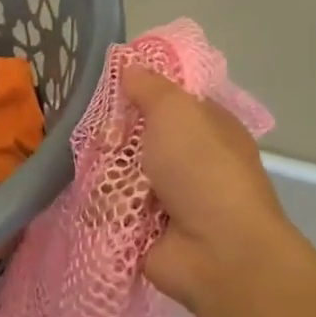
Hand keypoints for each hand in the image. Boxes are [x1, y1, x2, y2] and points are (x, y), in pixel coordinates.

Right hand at [123, 65, 296, 312]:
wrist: (217, 251)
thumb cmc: (203, 170)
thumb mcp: (177, 112)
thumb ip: (150, 86)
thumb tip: (130, 65)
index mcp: (206, 127)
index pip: (166, 101)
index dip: (138, 93)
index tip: (109, 89)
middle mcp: (188, 161)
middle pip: (136, 138)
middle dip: (113, 138)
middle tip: (101, 139)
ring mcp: (166, 198)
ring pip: (119, 174)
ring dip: (106, 176)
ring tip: (99, 177)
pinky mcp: (144, 230)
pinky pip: (111, 210)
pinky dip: (103, 209)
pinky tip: (98, 206)